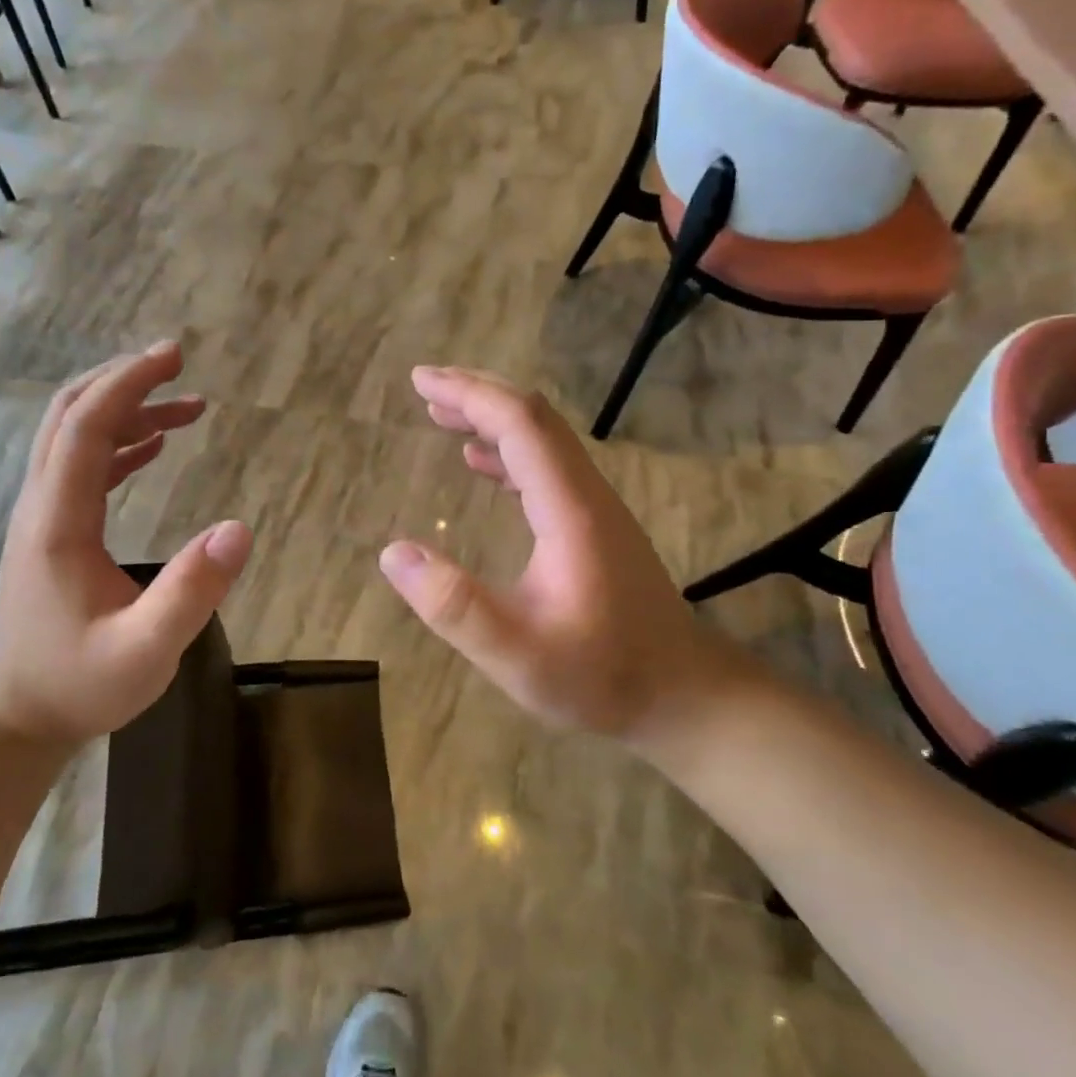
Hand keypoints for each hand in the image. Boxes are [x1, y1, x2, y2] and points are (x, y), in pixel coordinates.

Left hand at [0, 342, 252, 743]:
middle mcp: (41, 506)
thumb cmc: (78, 685)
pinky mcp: (53, 530)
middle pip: (68, 415)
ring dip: (125, 409)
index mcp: (58, 522)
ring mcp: (42, 516)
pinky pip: (81, 465)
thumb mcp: (146, 651)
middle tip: (175, 360)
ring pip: (72, 435)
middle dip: (122, 379)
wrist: (16, 715)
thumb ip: (192, 592)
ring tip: (187, 404)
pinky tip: (156, 444)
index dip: (128, 385)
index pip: (86, 428)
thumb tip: (239, 529)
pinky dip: (119, 442)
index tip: (173, 356)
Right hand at [379, 367, 768, 752]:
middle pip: (534, 418)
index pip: (520, 425)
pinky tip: (480, 462)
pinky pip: (548, 467)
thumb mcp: (517, 655)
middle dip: (478, 393)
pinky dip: (508, 450)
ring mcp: (596, 507)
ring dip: (492, 418)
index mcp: (569, 509)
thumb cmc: (602, 676)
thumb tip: (393, 554)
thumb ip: (455, 606)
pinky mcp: (595, 524)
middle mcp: (586, 493)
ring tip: (442, 415)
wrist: (682, 694)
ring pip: (543, 439)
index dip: (470, 395)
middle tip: (424, 387)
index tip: (421, 382)